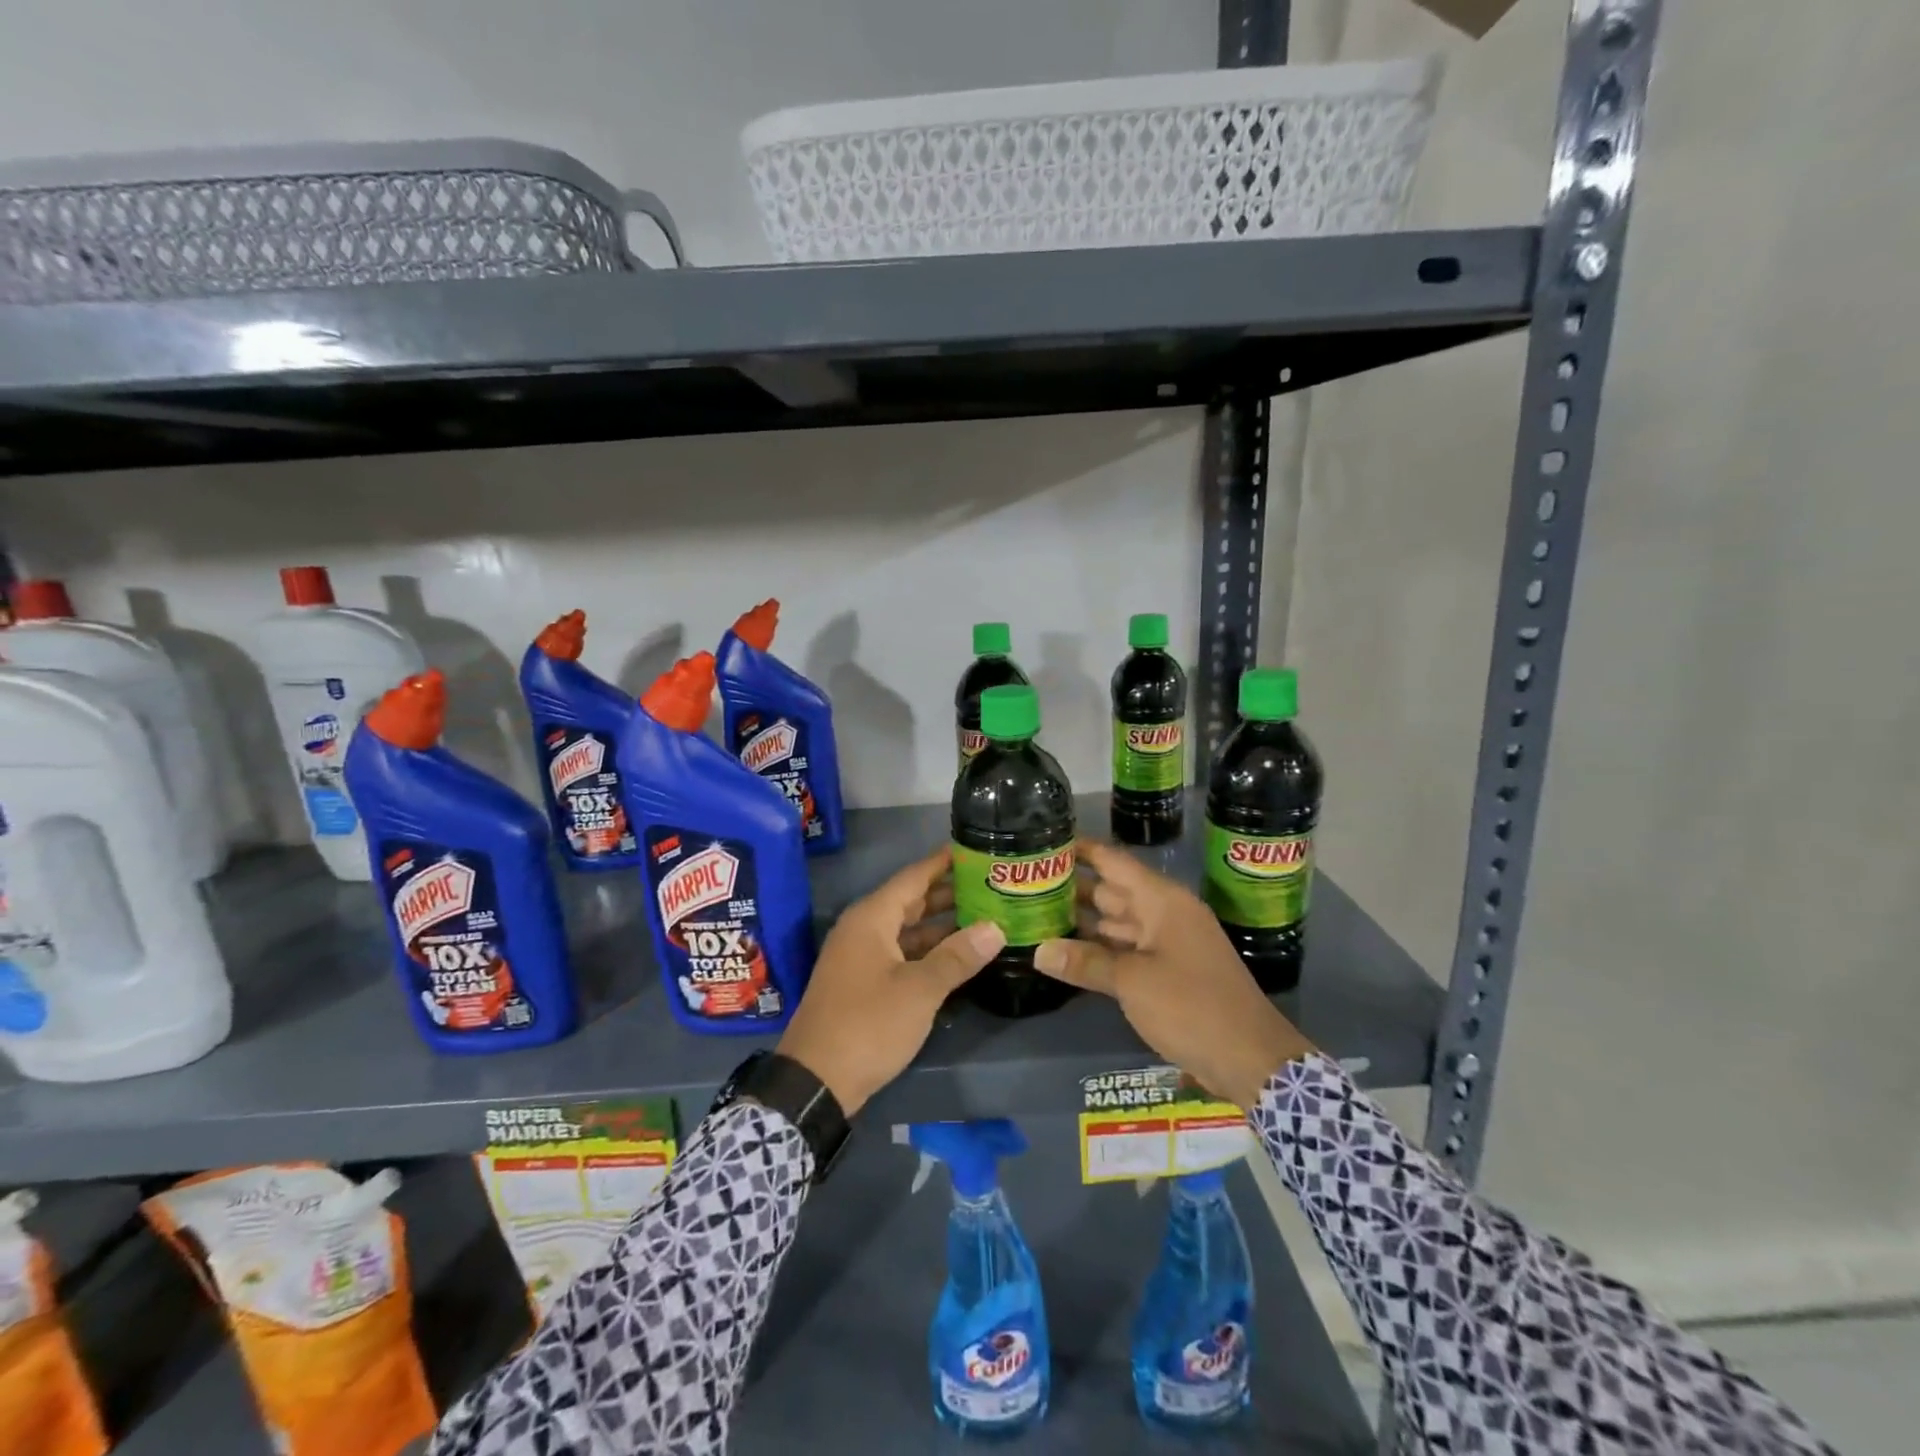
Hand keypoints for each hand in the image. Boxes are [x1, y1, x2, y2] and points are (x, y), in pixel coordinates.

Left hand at [777, 848, 1004, 1116]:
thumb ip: (957, 957)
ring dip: (942, 925)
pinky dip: (928, 951)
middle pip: (911, 901)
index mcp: (872, 918)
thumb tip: (996, 928)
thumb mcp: (920, 990)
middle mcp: (864, 929)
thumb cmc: (868, 1024)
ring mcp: (861, 957)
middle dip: (949, 893)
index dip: (944, 862)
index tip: (976, 848)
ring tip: (985, 917)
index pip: (914, 877)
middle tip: (991, 885)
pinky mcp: (863, 982)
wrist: (815, 1081)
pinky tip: (958, 957)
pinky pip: (901, 953)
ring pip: (907, 930)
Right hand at [1033, 841, 1312, 1107]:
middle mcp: (1164, 914)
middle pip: (1111, 891)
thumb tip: (1038, 950)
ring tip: (1036, 915)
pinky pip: (1126, 949)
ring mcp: (1168, 944)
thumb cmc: (1191, 1006)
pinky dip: (1100, 950)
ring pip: (1117, 922)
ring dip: (1082, 921)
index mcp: (1162, 901)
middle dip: (1072, 888)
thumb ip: (1085, 962)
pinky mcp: (1168, 972)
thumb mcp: (1132, 982)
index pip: (1113, 862)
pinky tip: (1067, 954)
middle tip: (1026, 885)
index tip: (1044, 842)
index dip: (1080, 850)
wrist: (1251, 1059)